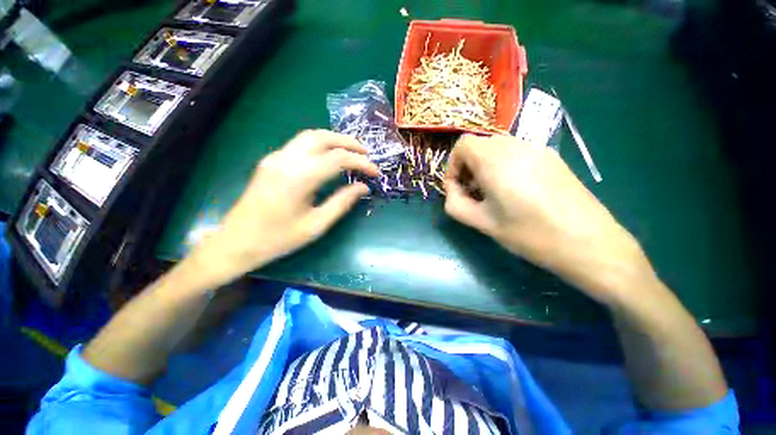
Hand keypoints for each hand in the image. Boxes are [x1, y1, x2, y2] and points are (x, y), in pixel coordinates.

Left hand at [190, 130, 378, 286]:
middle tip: (366, 153)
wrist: (237, 242)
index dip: (361, 163)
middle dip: (348, 142)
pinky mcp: (271, 161)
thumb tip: (363, 187)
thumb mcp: (317, 225)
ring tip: (352, 151)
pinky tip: (329, 156)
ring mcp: (276, 158)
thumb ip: (342, 202)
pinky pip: (300, 144)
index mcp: (299, 177)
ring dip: (334, 139)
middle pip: (323, 137)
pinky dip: (320, 145)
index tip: (375, 172)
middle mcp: (286, 160)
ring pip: (310, 136)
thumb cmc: (279, 238)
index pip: (338, 158)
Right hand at [444, 134, 652, 305]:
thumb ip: (455, 204)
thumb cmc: (529, 234)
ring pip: (498, 149)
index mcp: (495, 160)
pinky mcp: (551, 158)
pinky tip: (515, 192)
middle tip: (473, 193)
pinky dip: (505, 167)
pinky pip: (517, 154)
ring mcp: (537, 149)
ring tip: (493, 194)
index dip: (453, 165)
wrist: (589, 243)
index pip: (463, 144)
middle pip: (480, 145)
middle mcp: (516, 146)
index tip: (457, 188)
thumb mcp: (481, 222)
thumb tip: (452, 191)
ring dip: (486, 167)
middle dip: (468, 167)